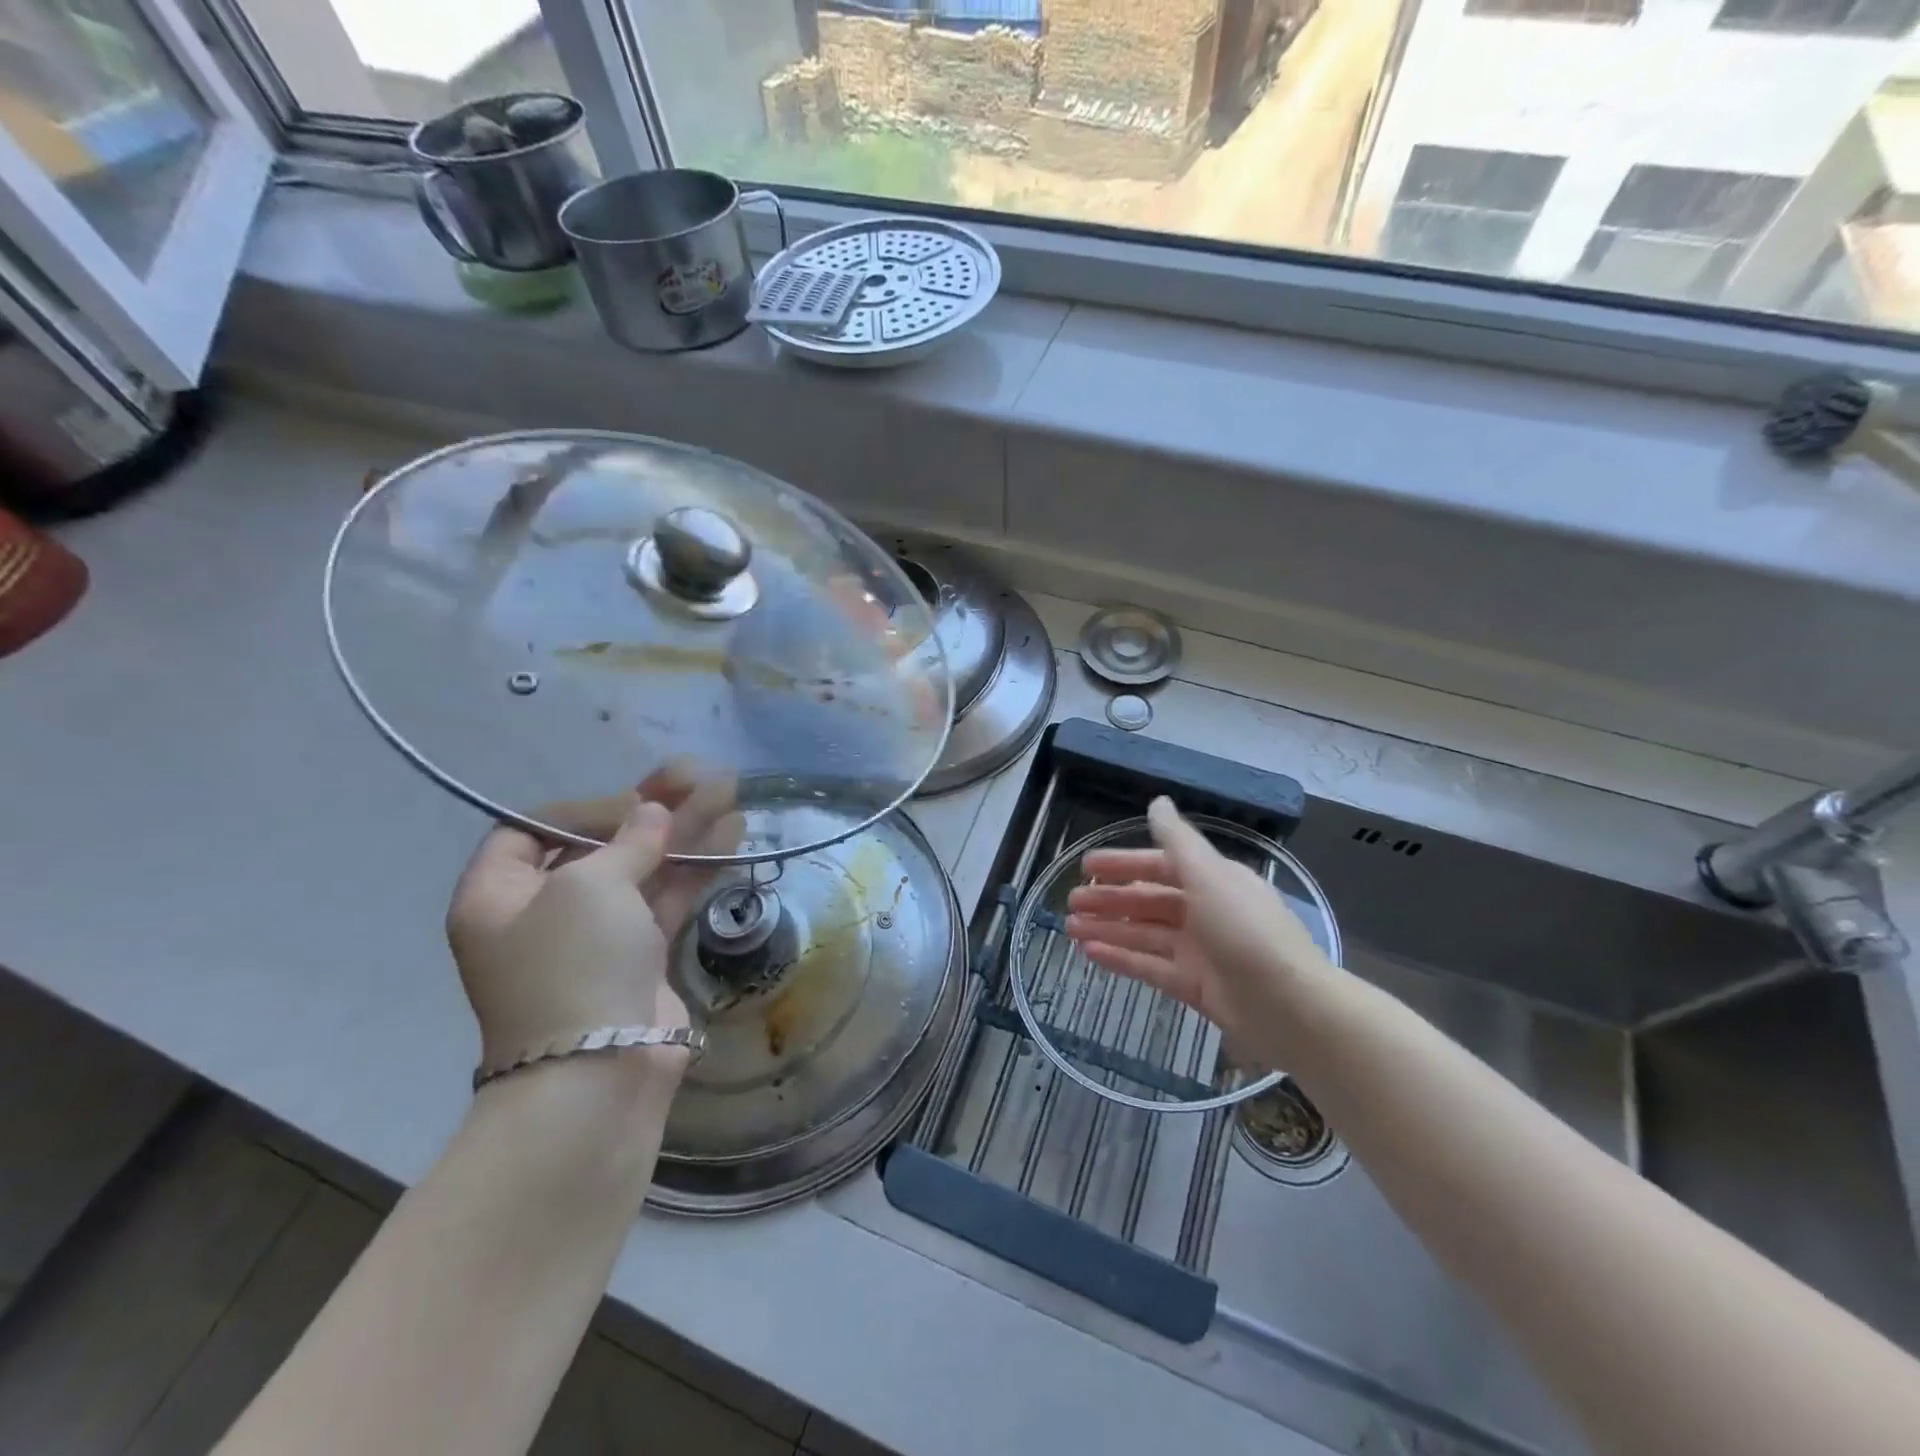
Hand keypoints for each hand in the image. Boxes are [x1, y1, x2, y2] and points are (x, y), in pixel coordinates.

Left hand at [445, 763, 738, 1083]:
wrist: (600, 1074)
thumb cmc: (573, 965)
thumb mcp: (590, 886)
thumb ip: (628, 842)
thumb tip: (653, 814)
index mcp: (499, 896)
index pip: (530, 831)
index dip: (583, 809)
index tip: (632, 802)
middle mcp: (544, 913)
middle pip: (600, 846)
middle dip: (651, 811)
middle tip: (699, 776)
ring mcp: (597, 937)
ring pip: (643, 869)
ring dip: (684, 832)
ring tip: (729, 792)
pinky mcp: (641, 958)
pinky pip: (667, 899)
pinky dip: (697, 867)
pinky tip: (733, 833)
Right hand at [1064, 796, 1337, 1069]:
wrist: (1290, 1006)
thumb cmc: (1246, 930)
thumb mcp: (1209, 875)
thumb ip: (1178, 840)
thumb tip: (1157, 801)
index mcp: (1212, 880)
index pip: (1159, 866)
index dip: (1123, 864)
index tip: (1086, 867)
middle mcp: (1205, 911)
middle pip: (1148, 901)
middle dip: (1109, 899)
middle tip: (1070, 901)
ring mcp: (1200, 951)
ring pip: (1144, 934)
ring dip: (1108, 929)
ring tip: (1070, 928)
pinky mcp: (1194, 986)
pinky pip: (1150, 966)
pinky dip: (1121, 958)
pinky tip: (1091, 953)